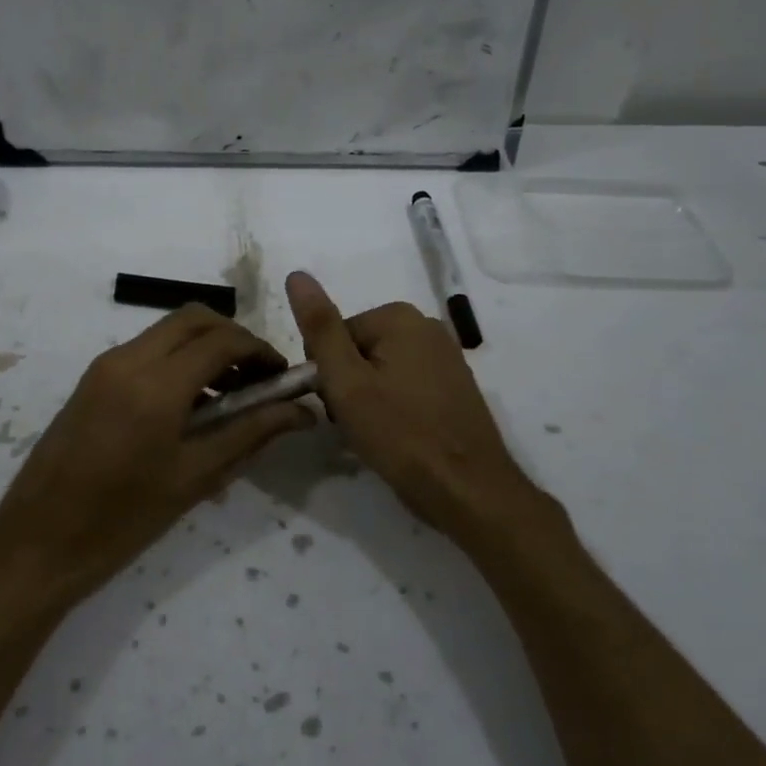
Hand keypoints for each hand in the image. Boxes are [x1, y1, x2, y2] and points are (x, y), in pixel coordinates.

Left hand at [0, 304, 314, 605]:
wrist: (38, 541)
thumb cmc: (122, 521)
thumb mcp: (194, 478)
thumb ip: (250, 434)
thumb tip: (301, 412)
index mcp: (156, 386)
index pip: (222, 341)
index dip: (260, 352)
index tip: (283, 378)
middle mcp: (128, 360)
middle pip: (194, 319)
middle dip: (233, 338)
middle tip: (257, 379)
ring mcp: (105, 366)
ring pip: (168, 330)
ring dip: (204, 347)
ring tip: (229, 396)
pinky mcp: (92, 378)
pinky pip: (146, 350)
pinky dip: (177, 359)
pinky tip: (190, 405)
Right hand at [286, 270, 552, 541]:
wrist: (468, 490)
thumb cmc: (400, 434)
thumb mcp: (346, 381)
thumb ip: (320, 327)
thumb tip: (297, 274)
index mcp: (399, 317)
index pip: (334, 335)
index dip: (326, 373)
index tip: (336, 406)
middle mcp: (427, 326)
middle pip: (358, 350)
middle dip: (348, 385)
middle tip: (357, 422)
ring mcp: (446, 356)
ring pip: (380, 370)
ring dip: (368, 399)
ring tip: (377, 433)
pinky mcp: (455, 386)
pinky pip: (406, 386)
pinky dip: (394, 407)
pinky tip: (399, 435)